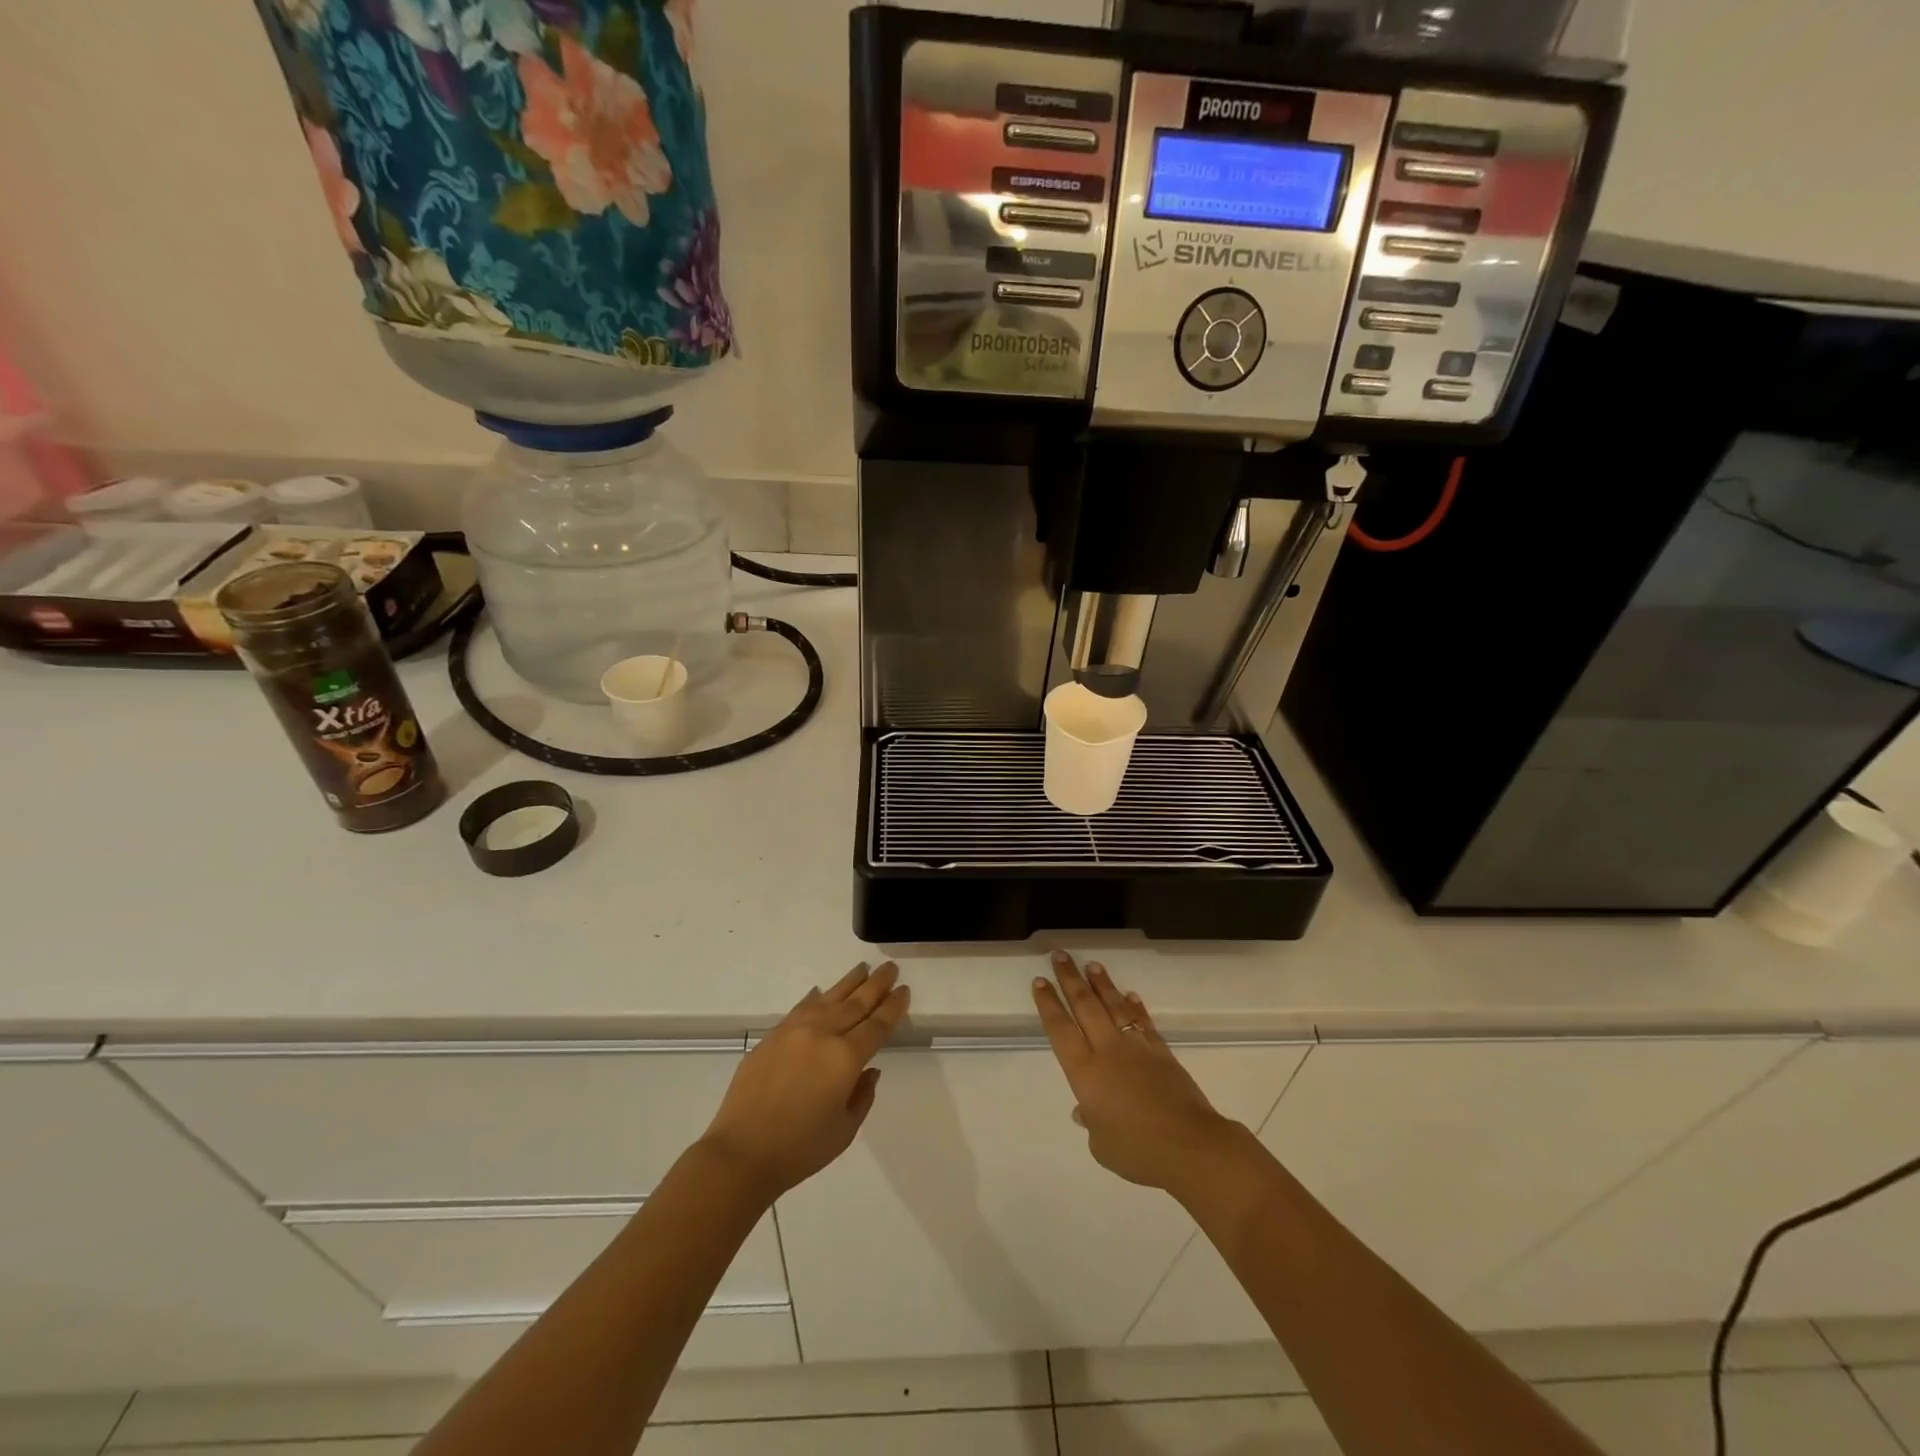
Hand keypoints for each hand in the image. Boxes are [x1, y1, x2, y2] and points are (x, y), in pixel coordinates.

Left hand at [701, 961, 909, 1202]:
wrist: (742, 1152)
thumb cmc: (800, 1148)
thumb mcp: (845, 1130)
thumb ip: (862, 1095)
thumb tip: (869, 1069)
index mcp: (846, 1058)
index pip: (877, 1025)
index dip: (892, 1007)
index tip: (903, 990)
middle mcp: (823, 1034)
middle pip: (856, 1003)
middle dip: (876, 985)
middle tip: (890, 968)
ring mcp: (795, 1031)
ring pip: (829, 999)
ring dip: (849, 983)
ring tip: (863, 968)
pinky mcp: (772, 1036)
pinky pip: (801, 1008)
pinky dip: (815, 998)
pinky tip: (821, 991)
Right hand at [1034, 951, 1243, 1196]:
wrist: (1189, 1145)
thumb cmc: (1137, 1151)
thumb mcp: (1102, 1145)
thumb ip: (1091, 1122)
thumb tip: (1085, 1111)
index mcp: (1085, 1072)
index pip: (1060, 1029)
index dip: (1049, 1004)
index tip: (1040, 981)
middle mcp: (1107, 1050)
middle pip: (1085, 1006)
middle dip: (1070, 979)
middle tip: (1060, 956)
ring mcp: (1136, 1047)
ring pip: (1114, 1006)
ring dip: (1102, 984)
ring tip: (1092, 965)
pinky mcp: (1162, 1051)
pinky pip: (1144, 1022)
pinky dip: (1136, 1007)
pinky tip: (1130, 995)